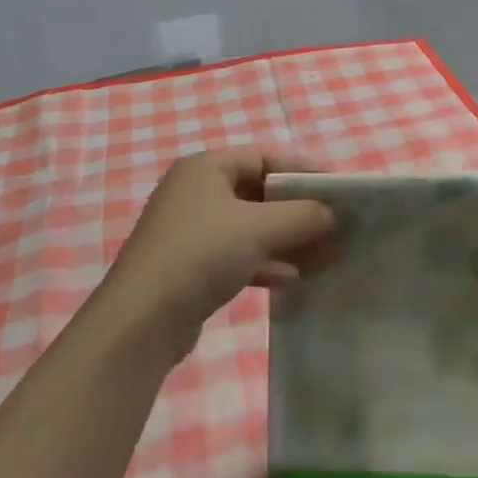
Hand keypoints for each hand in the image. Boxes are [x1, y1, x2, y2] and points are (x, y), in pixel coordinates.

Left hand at [103, 149, 336, 349]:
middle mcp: (196, 191)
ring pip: (250, 227)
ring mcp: (191, 230)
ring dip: (287, 240)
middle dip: (298, 211)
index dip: (303, 171)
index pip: (265, 157)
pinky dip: (264, 262)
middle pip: (258, 192)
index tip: (336, 191)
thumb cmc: (201, 254)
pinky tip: (292, 279)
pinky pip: (236, 254)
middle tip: (335, 227)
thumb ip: (302, 215)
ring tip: (325, 257)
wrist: (141, 321)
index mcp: (206, 167)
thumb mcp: (259, 228)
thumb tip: (332, 214)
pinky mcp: (190, 266)